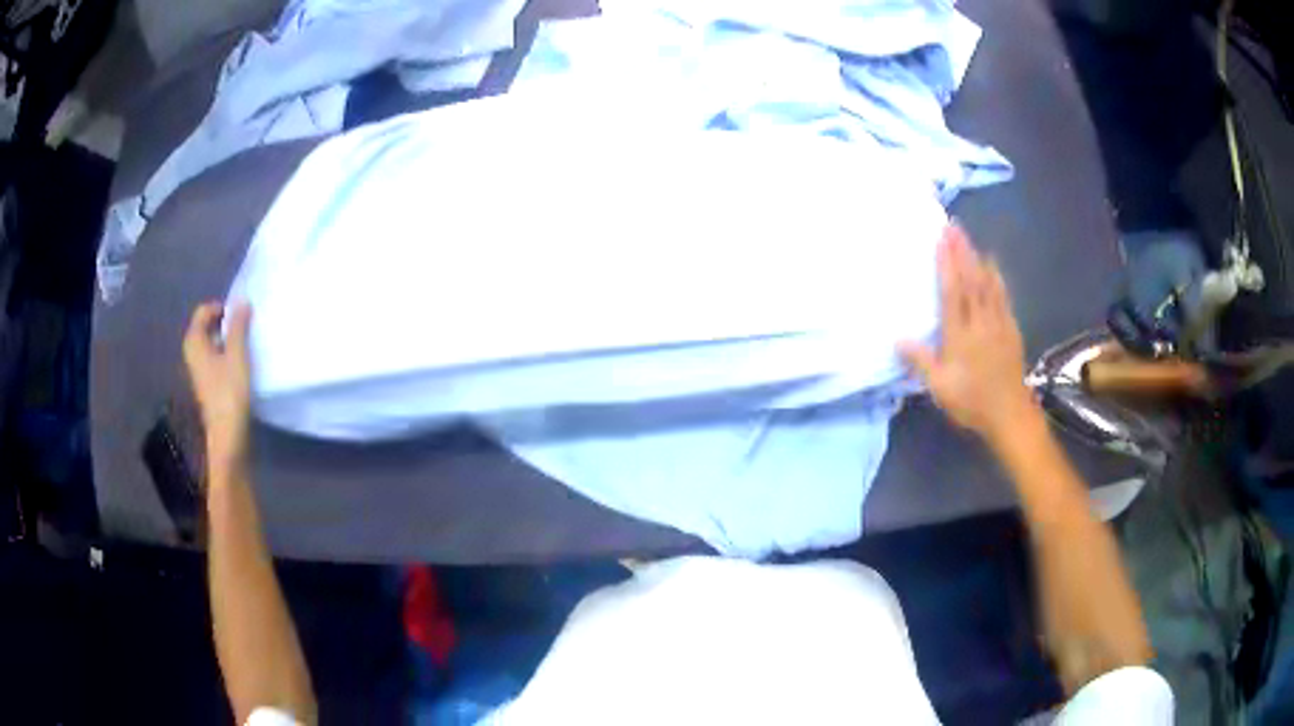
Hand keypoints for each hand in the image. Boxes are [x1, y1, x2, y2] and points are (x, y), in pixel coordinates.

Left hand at [183, 301, 253, 476]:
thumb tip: (242, 302)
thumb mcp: (237, 355)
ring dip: (228, 340)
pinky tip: (241, 365)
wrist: (227, 435)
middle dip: (226, 323)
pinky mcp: (207, 383)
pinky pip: (215, 358)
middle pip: (207, 326)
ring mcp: (198, 369)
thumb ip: (239, 326)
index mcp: (194, 341)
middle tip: (246, 328)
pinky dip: (226, 354)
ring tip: (246, 345)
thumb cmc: (230, 392)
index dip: (223, 308)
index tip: (242, 316)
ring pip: (212, 343)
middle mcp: (191, 352)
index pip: (204, 311)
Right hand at [899, 225, 1035, 443]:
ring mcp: (998, 323)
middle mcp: (980, 321)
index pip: (952, 291)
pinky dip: (996, 276)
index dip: (946, 263)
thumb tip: (897, 338)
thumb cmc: (972, 402)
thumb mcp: (940, 388)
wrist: (1010, 414)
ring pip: (987, 283)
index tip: (941, 239)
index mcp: (960, 334)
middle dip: (961, 251)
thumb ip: (921, 361)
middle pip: (970, 280)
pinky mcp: (1011, 329)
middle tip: (953, 226)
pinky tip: (992, 266)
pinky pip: (1002, 295)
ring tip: (969, 238)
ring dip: (977, 258)